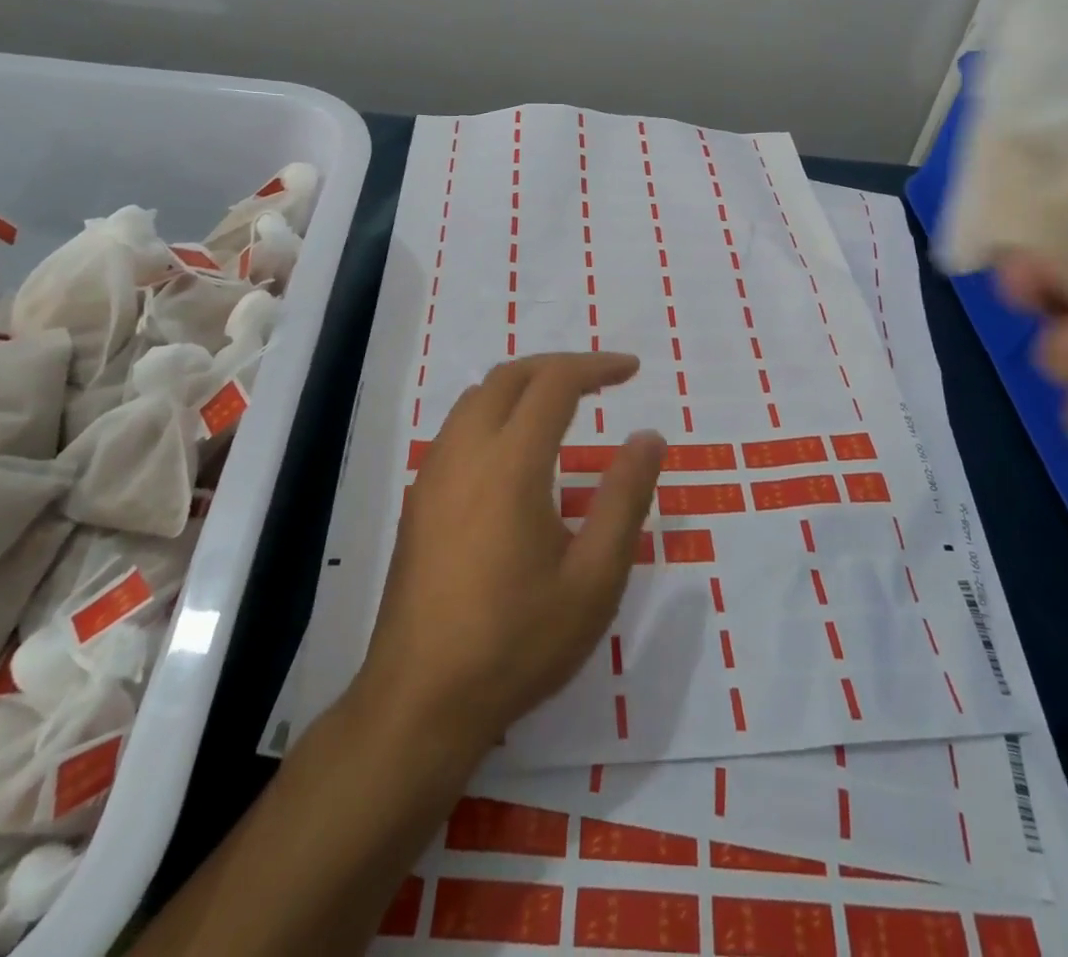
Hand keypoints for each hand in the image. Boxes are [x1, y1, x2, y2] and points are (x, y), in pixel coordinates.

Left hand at [354, 352, 664, 751]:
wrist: (420, 702)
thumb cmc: (518, 643)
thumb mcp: (594, 579)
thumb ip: (625, 499)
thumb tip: (648, 437)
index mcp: (510, 464)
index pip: (554, 384)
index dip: (596, 367)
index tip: (632, 370)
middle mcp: (465, 453)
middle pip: (510, 377)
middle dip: (558, 366)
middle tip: (600, 380)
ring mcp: (433, 475)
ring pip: (477, 397)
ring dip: (523, 385)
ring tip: (562, 405)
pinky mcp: (419, 500)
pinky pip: (459, 427)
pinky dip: (495, 411)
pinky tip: (516, 451)